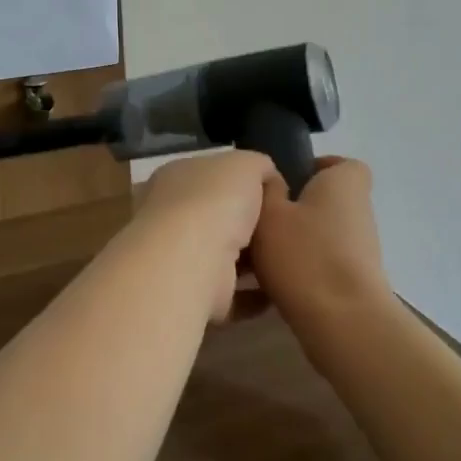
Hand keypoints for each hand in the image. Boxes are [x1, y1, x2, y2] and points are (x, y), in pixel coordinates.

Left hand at [130, 150, 277, 321]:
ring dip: (252, 262)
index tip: (274, 193)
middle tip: (285, 228)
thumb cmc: (215, 200)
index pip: (209, 176)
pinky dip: (254, 296)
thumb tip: (268, 179)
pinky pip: (231, 296)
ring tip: (288, 259)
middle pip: (216, 218)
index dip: (240, 181)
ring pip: (223, 257)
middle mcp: (172, 217)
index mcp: (176, 179)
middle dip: (248, 224)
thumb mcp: (246, 164)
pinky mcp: (196, 297)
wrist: (193, 259)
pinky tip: (282, 291)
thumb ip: (259, 166)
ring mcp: (180, 259)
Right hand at [249, 157, 393, 336]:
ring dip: (295, 241)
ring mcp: (361, 249)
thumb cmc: (304, 254)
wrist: (343, 322)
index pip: (341, 164)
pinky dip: (301, 268)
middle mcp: (359, 211)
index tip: (285, 180)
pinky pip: (321, 263)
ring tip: (257, 254)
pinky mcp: (355, 281)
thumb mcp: (269, 212)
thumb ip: (266, 189)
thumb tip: (269, 177)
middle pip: (326, 200)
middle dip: (295, 207)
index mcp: (344, 183)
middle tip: (260, 218)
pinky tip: (270, 283)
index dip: (315, 167)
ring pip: (321, 234)